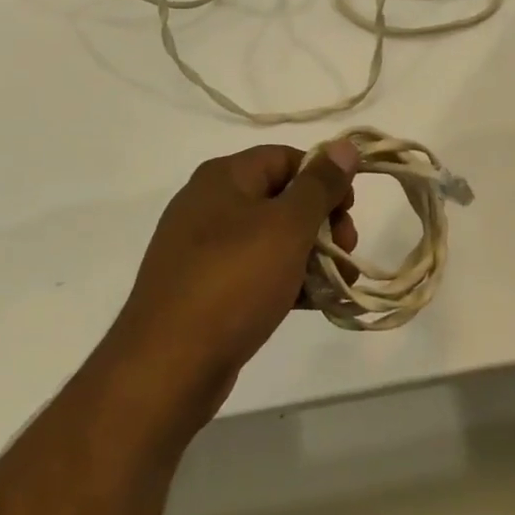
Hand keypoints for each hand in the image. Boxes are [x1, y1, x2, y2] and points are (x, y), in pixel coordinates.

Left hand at [106, 142, 360, 430]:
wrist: (165, 368)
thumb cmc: (233, 282)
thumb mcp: (287, 226)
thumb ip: (320, 184)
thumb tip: (345, 145)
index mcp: (224, 177)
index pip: (287, 158)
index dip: (323, 177)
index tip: (349, 209)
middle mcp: (209, 204)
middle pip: (281, 197)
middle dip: (322, 222)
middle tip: (347, 249)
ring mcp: (203, 249)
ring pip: (271, 238)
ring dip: (310, 255)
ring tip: (339, 283)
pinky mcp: (203, 290)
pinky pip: (254, 272)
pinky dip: (285, 280)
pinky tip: (312, 303)